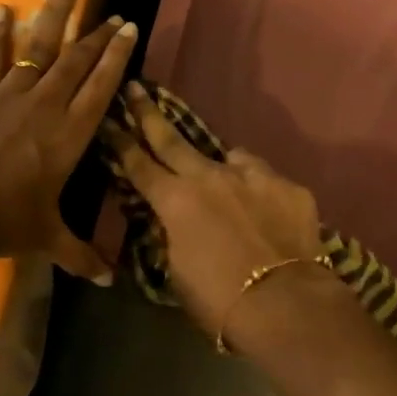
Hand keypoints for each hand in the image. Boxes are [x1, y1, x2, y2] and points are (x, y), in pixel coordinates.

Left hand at [0, 0, 134, 281]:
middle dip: (98, 33)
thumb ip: (82, 254)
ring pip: (40, 47)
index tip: (129, 27)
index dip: (117, 54)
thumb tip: (109, 281)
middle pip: (78, 60)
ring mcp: (11, 96)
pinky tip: (2, 9)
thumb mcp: (49, 239)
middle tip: (113, 10)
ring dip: (55, 14)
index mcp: (71, 134)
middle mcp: (47, 105)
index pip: (101, 85)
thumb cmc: (6, 224)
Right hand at [103, 82, 327, 336]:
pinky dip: (258, 190)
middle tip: (136, 89)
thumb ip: (173, 236)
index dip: (121, 142)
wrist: (287, 306)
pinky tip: (266, 211)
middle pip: (173, 139)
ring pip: (228, 157)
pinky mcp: (287, 185)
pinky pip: (265, 179)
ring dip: (219, 167)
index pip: (139, 164)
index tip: (109, 120)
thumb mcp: (178, 272)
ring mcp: (252, 176)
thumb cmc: (220, 301)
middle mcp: (210, 176)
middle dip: (149, 114)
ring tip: (226, 185)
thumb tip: (175, 221)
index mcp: (176, 201)